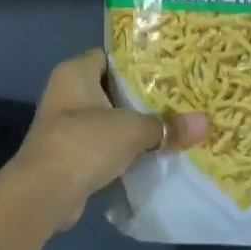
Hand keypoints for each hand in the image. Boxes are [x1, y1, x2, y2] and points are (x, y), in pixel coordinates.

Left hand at [11, 49, 205, 229]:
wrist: (44, 193)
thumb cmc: (84, 142)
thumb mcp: (132, 130)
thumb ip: (166, 126)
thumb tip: (206, 123)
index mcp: (75, 72)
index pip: (109, 56)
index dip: (136, 62)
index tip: (168, 69)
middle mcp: (66, 93)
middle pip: (111, 89)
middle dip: (141, 97)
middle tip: (178, 98)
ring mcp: (65, 126)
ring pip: (108, 120)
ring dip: (133, 127)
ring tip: (172, 126)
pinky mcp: (69, 156)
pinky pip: (103, 146)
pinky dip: (123, 151)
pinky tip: (152, 155)